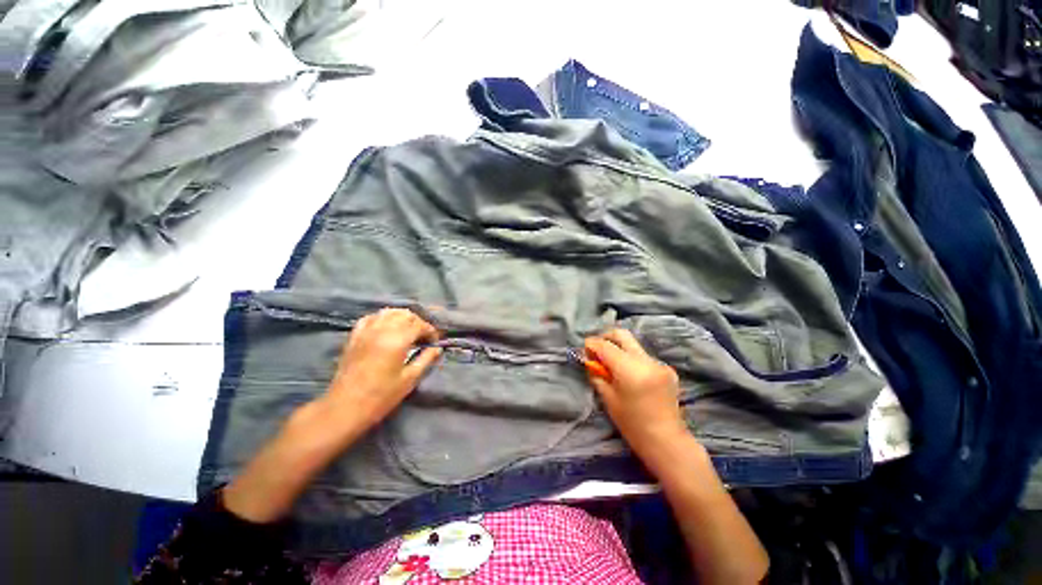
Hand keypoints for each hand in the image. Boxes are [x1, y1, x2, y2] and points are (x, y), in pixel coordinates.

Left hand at [322, 308, 442, 431]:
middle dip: (418, 323)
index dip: (431, 331)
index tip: (434, 342)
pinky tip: (386, 328)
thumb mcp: (410, 379)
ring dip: (402, 318)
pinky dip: (382, 318)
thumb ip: (426, 359)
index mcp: (397, 340)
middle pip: (406, 315)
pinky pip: (371, 318)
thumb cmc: (381, 396)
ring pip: (389, 312)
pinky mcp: (355, 336)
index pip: (420, 325)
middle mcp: (382, 330)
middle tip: (423, 337)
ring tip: (408, 330)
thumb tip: (437, 348)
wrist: (345, 407)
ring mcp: (366, 331)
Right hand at [584, 329, 688, 462]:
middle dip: (605, 338)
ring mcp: (658, 363)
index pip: (605, 345)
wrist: (666, 441)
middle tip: (597, 350)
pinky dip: (632, 360)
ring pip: (633, 346)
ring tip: (612, 367)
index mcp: (630, 369)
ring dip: (619, 350)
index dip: (591, 344)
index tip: (584, 350)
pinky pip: (643, 357)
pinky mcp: (667, 369)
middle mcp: (646, 360)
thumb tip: (589, 360)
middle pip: (622, 335)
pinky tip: (630, 376)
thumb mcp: (608, 398)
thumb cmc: (632, 424)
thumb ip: (597, 374)